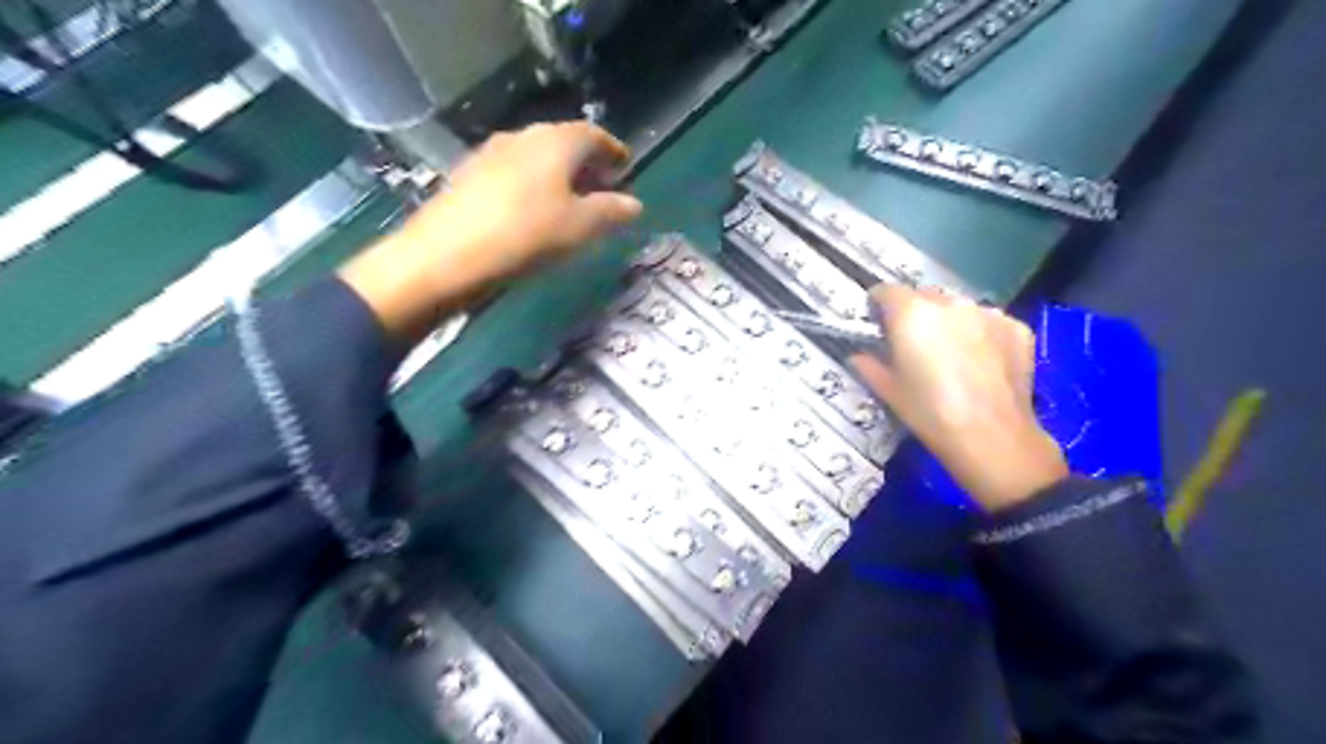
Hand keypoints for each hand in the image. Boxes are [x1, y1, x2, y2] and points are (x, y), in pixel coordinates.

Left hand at [337, 122, 635, 343]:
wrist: (443, 257)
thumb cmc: (524, 236)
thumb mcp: (578, 228)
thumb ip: (610, 212)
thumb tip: (634, 203)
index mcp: (554, 142)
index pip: (593, 134)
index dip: (613, 151)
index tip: (625, 168)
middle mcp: (522, 137)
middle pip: (563, 142)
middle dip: (586, 164)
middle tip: (602, 190)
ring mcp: (490, 154)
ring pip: (536, 158)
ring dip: (558, 175)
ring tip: (570, 204)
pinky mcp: (468, 177)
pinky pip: (513, 173)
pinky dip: (533, 186)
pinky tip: (531, 212)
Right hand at [849, 284, 1064, 510]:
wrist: (992, 438)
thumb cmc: (929, 414)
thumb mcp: (888, 391)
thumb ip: (869, 365)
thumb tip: (859, 355)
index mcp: (912, 313)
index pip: (886, 291)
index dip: (879, 306)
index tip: (879, 325)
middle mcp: (950, 303)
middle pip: (924, 296)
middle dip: (916, 314)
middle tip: (915, 345)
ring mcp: (988, 313)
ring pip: (959, 308)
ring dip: (950, 323)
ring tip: (952, 356)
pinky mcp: (1017, 327)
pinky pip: (989, 323)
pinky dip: (981, 335)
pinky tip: (982, 364)